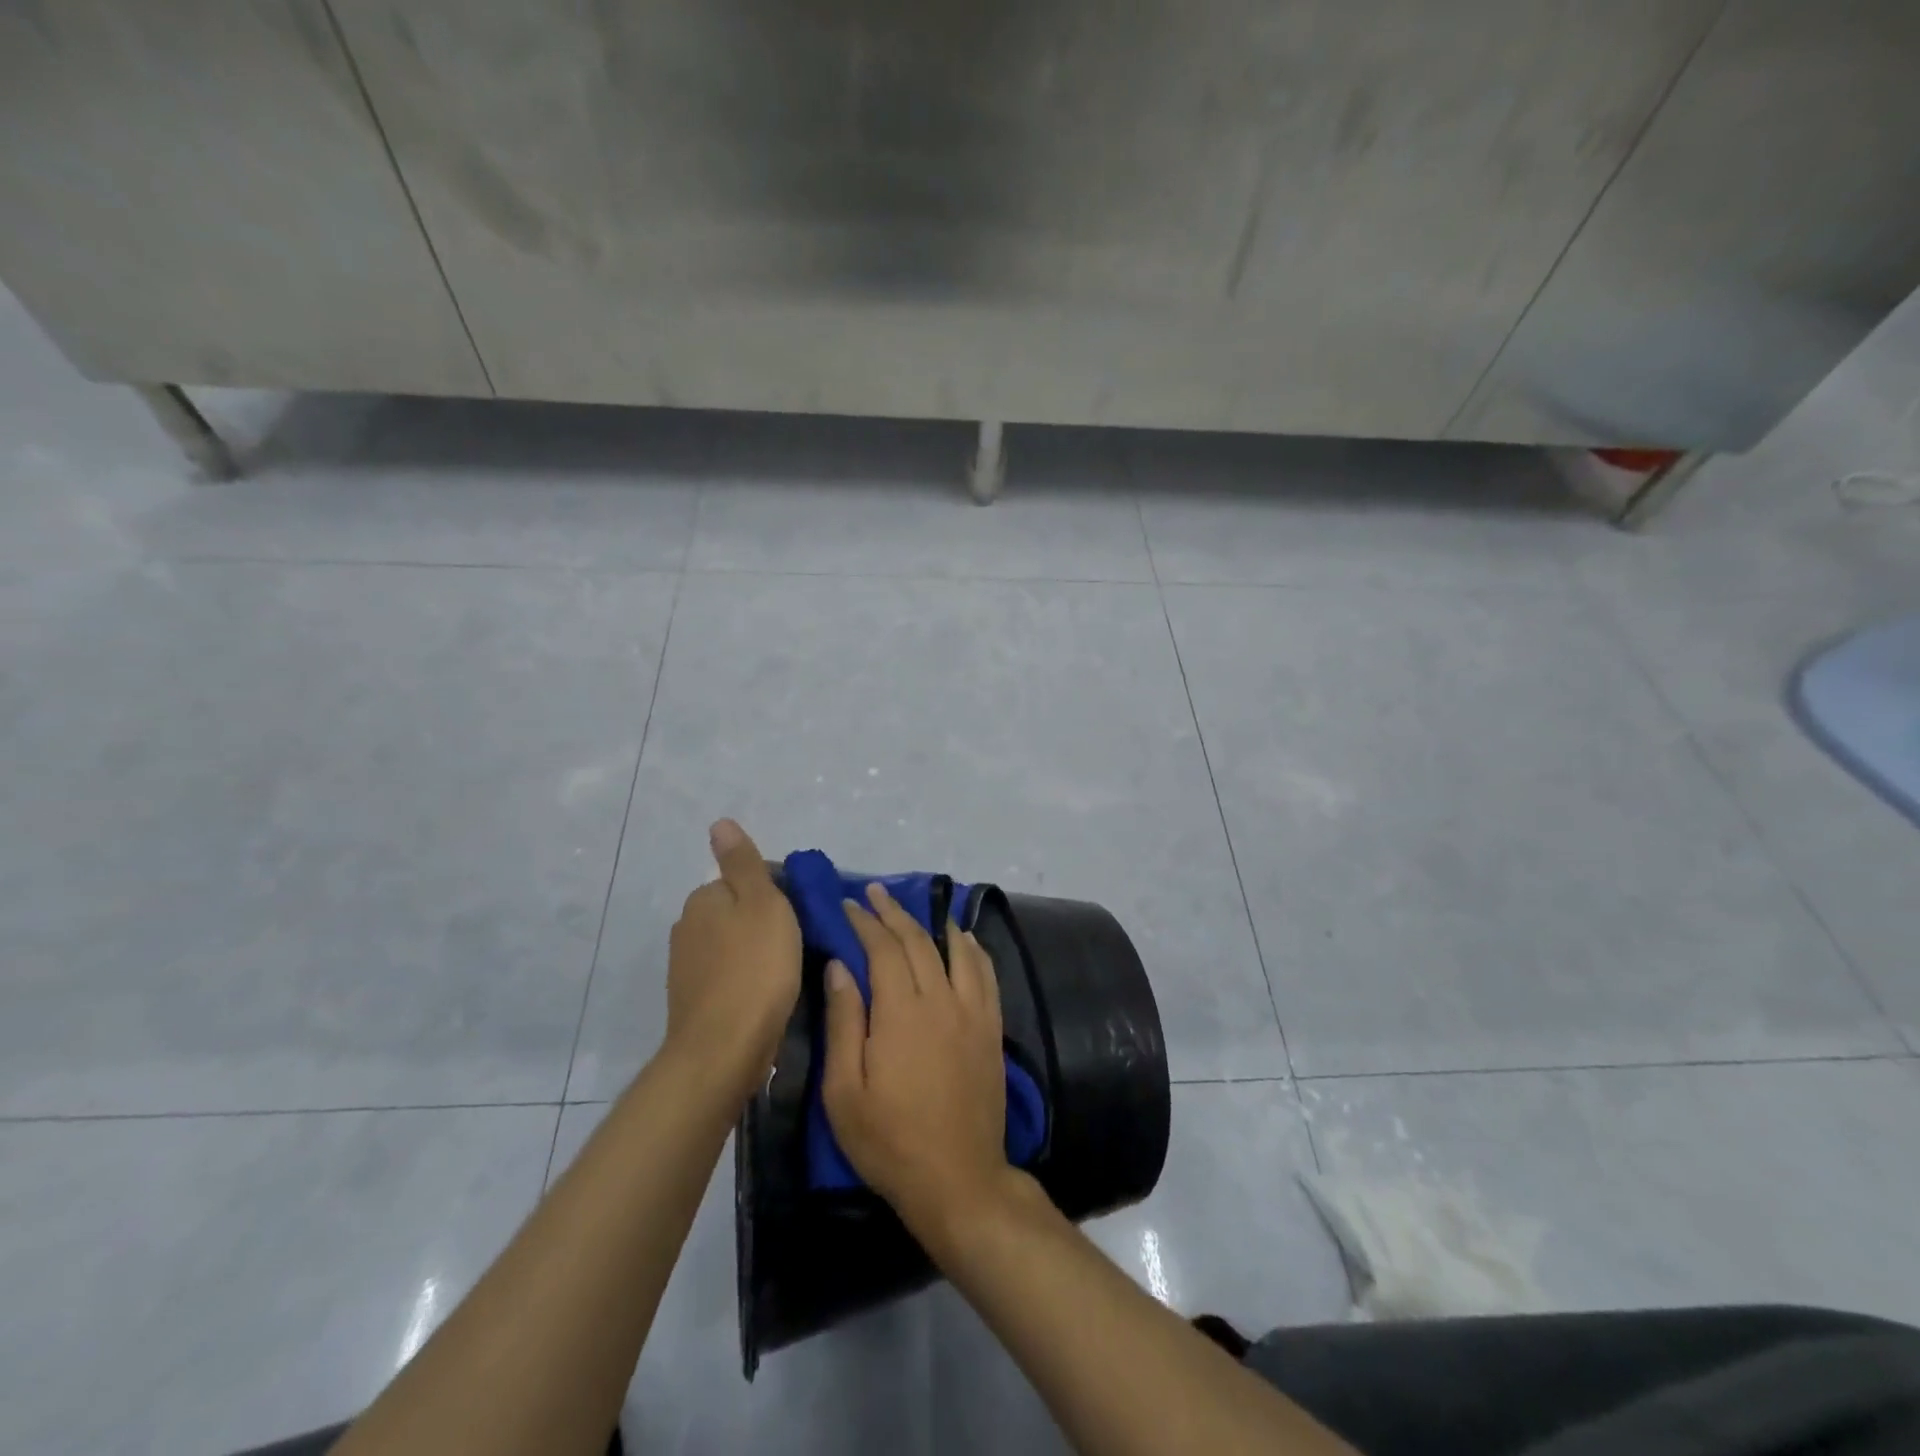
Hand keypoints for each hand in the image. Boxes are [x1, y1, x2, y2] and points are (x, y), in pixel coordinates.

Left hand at [664, 819, 801, 1107]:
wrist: (724, 1048)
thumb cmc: (756, 968)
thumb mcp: (762, 903)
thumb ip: (743, 862)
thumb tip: (719, 822)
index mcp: (705, 897)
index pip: (749, 879)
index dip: (782, 892)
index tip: (806, 915)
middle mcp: (688, 926)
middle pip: (739, 911)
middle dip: (768, 921)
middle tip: (802, 943)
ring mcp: (686, 966)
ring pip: (733, 944)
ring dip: (757, 951)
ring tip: (788, 972)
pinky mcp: (693, 1000)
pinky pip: (728, 975)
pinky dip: (746, 978)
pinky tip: (766, 995)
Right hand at [821, 883, 1010, 1234]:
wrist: (959, 1179)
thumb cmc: (890, 1142)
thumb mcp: (845, 1092)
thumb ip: (843, 1023)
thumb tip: (839, 966)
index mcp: (901, 1012)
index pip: (882, 949)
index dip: (865, 923)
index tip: (849, 905)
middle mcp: (941, 1000)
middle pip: (917, 942)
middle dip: (894, 913)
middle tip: (876, 893)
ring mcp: (973, 1012)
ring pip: (954, 950)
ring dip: (932, 923)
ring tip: (915, 906)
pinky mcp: (992, 1028)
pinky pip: (986, 974)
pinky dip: (973, 949)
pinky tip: (964, 939)